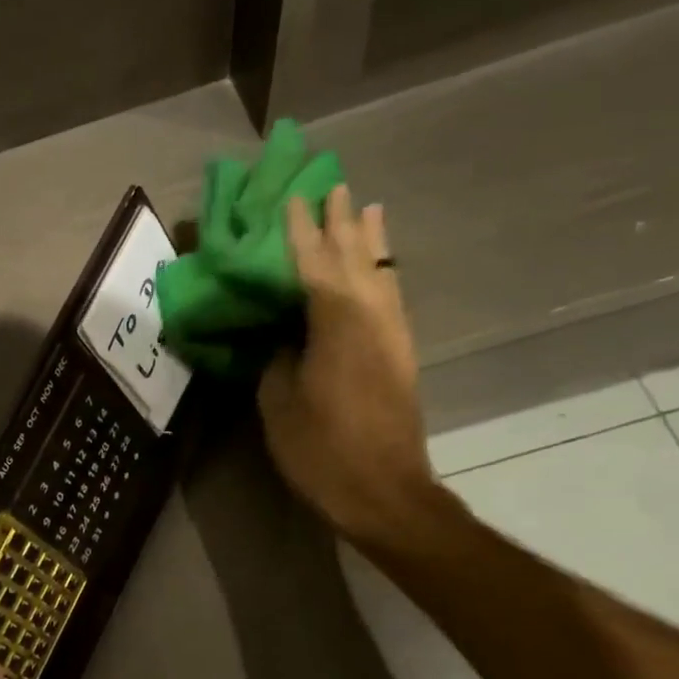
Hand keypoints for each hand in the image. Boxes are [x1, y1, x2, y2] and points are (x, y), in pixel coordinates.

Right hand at [257, 187, 437, 545]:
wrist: (385, 492)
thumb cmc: (322, 450)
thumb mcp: (279, 403)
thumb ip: (278, 357)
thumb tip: (282, 333)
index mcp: (335, 323)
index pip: (313, 262)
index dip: (300, 230)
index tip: (292, 197)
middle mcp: (371, 316)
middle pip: (355, 257)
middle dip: (341, 222)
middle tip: (333, 185)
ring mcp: (392, 334)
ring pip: (381, 272)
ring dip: (369, 240)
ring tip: (364, 208)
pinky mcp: (400, 354)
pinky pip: (389, 296)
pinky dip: (381, 271)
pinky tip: (378, 266)